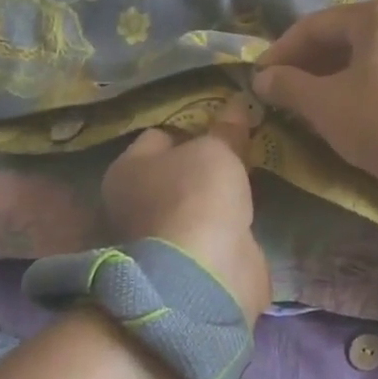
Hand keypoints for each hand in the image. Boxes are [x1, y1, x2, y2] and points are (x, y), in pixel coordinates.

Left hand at [100, 94, 269, 321]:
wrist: (205, 273)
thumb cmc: (198, 196)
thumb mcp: (217, 149)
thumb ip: (226, 130)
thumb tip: (236, 105)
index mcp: (127, 170)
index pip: (159, 136)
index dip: (192, 127)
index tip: (224, 124)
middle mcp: (134, 203)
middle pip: (175, 171)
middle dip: (204, 163)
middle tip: (240, 148)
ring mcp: (160, 238)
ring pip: (193, 203)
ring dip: (216, 197)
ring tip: (250, 178)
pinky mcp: (187, 264)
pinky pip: (210, 231)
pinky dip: (226, 225)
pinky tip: (249, 213)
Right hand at [253, 0, 377, 193]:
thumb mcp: (326, 104)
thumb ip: (288, 85)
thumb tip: (263, 78)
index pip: (316, 26)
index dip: (282, 51)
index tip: (260, 76)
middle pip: (345, 37)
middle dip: (309, 63)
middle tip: (282, 89)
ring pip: (369, 55)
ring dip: (334, 75)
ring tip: (310, 101)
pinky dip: (364, 83)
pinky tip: (348, 107)